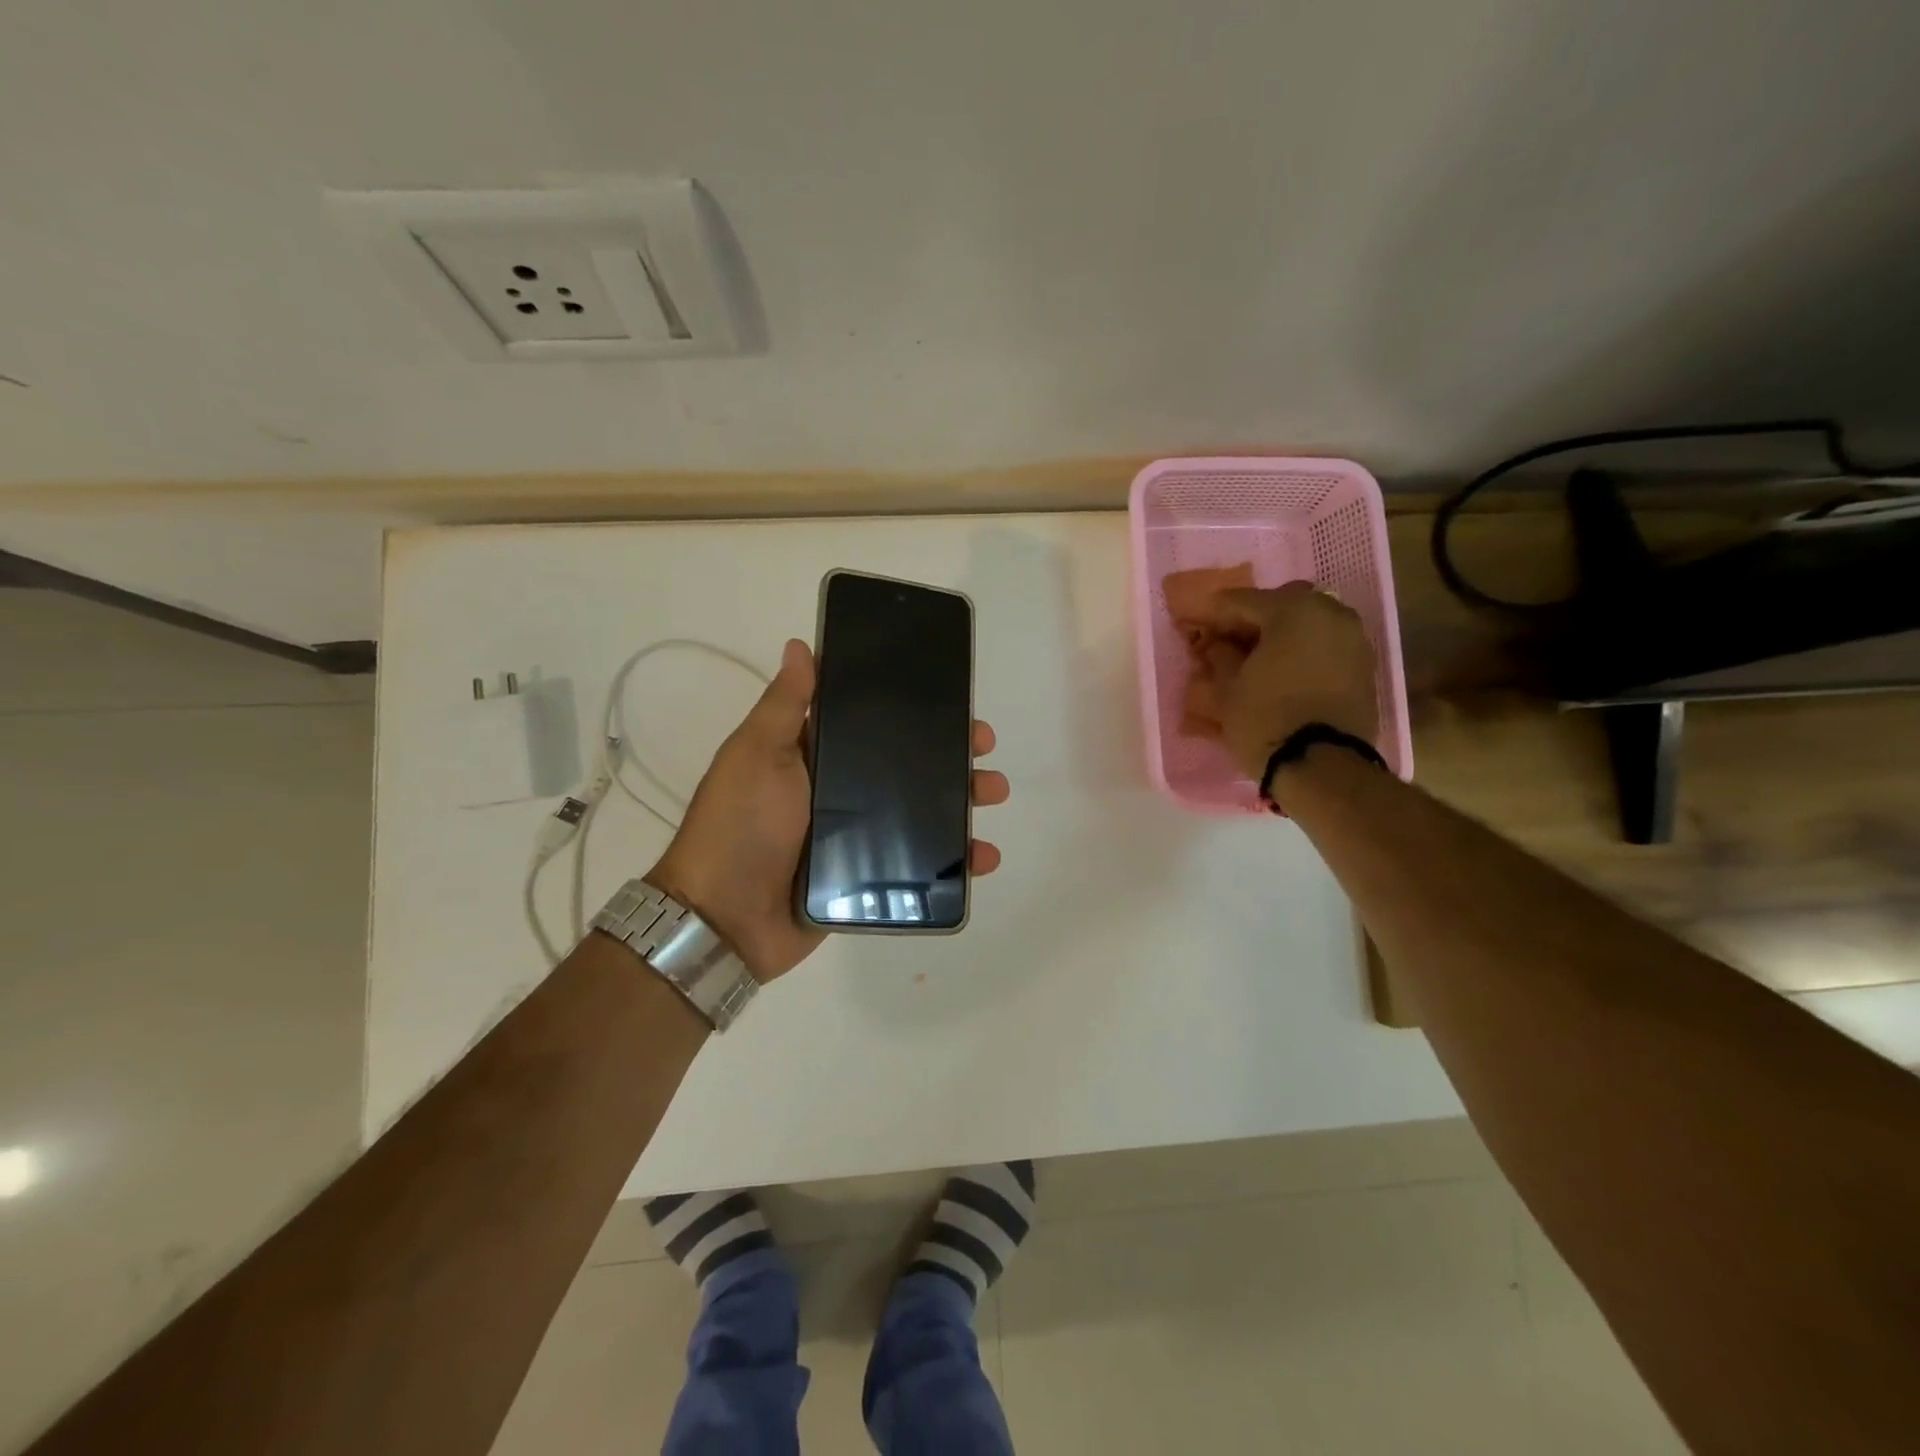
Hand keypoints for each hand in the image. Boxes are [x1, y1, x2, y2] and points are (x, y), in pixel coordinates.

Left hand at [646, 638, 1010, 982]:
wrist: (724, 919)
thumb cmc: (740, 825)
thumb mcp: (756, 755)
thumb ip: (785, 706)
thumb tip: (800, 646)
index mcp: (815, 757)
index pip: (873, 725)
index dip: (912, 712)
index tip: (949, 701)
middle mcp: (839, 793)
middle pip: (905, 767)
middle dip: (949, 754)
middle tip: (984, 746)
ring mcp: (855, 838)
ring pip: (920, 813)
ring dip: (960, 801)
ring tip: (992, 793)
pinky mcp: (866, 879)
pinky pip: (918, 864)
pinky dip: (953, 861)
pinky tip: (982, 856)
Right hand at [1210, 583, 1379, 779]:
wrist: (1322, 766)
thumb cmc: (1265, 719)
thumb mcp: (1227, 688)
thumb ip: (1220, 656)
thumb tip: (1218, 645)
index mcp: (1294, 610)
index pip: (1243, 601)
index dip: (1214, 613)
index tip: (1194, 622)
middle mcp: (1331, 613)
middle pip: (1281, 606)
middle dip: (1252, 619)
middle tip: (1226, 640)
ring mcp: (1354, 639)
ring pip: (1307, 624)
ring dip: (1280, 635)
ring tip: (1254, 659)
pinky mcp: (1364, 667)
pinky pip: (1324, 646)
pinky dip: (1301, 652)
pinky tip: (1280, 672)